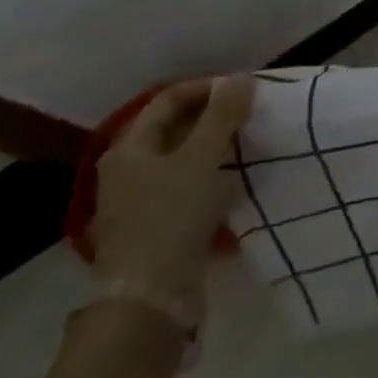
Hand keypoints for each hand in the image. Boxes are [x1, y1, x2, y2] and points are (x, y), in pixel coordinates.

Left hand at [92, 76, 254, 317]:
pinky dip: (210, 174)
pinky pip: (186, 185)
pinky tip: (234, 179)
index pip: (169, 99)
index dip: (207, 88)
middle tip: (250, 112)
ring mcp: (139, 201)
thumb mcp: (202, 157)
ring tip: (248, 141)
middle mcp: (128, 170)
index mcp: (129, 148)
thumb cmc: (171, 216)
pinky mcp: (156, 225)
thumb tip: (241, 77)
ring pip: (182, 157)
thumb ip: (223, 114)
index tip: (244, 89)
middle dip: (213, 116)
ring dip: (214, 145)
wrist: (150, 299)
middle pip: (174, 127)